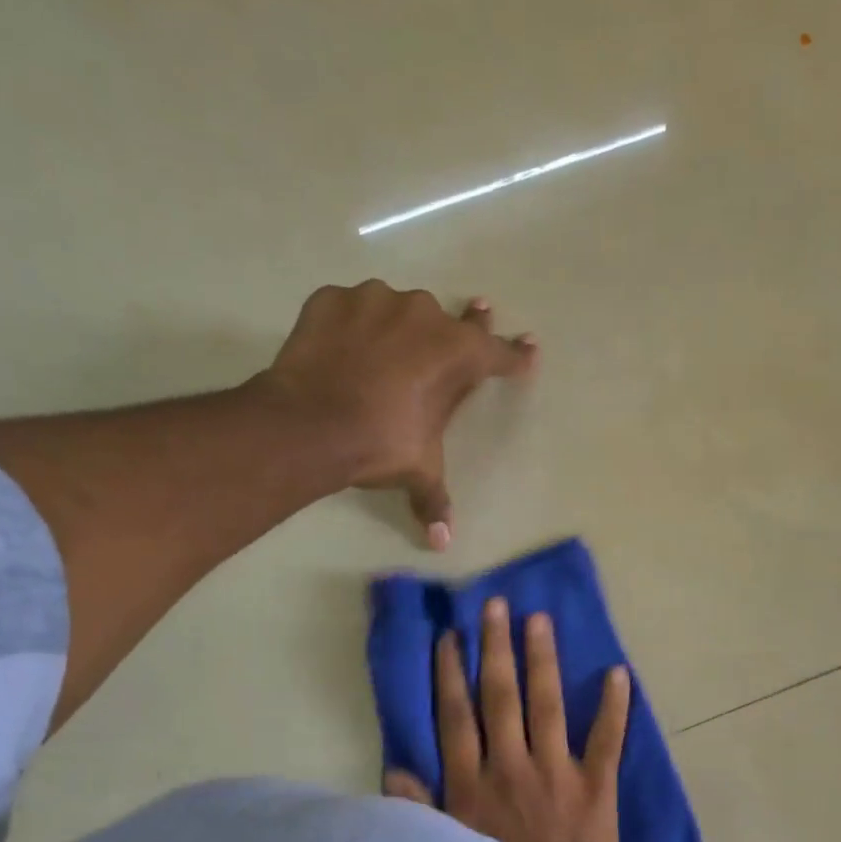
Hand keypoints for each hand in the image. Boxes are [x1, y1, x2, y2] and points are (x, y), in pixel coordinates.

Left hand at [247, 281, 536, 549]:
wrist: (310, 423)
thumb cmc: (381, 443)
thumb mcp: (418, 471)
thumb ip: (434, 499)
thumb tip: (442, 543)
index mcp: (458, 354)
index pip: (499, 353)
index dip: (517, 354)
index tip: (530, 347)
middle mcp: (424, 316)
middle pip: (451, 320)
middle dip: (467, 321)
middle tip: (477, 308)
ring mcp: (376, 301)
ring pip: (398, 309)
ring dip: (399, 326)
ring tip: (387, 346)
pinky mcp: (333, 299)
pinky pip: (352, 309)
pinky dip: (353, 324)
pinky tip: (344, 344)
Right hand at [384, 596, 630, 841]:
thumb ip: (422, 809)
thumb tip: (395, 770)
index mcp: (471, 784)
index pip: (456, 716)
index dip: (451, 673)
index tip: (451, 636)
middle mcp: (510, 768)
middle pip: (499, 697)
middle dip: (495, 648)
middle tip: (497, 606)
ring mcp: (556, 774)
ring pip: (547, 704)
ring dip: (542, 660)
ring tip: (540, 620)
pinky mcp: (597, 788)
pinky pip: (606, 740)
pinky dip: (614, 707)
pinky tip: (616, 672)